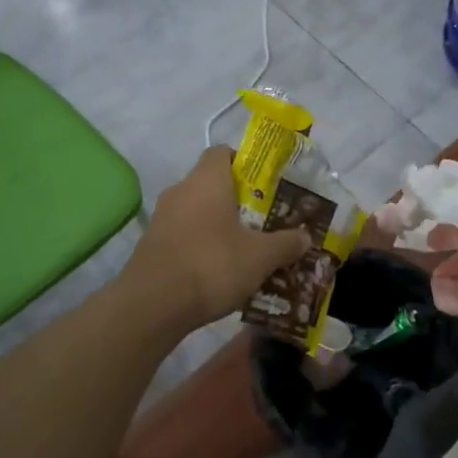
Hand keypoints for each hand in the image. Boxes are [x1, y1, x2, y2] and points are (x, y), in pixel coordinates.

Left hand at [122, 146, 310, 329]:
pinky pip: (183, 235)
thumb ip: (285, 243)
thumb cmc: (212, 265)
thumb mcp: (260, 257)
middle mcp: (180, 190)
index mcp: (207, 180)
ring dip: (218, 226)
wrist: (152, 305)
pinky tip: (217, 271)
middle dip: (237, 200)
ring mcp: (161, 218)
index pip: (222, 153)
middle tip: (262, 221)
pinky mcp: (151, 245)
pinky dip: (200, 245)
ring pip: (197, 212)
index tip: (264, 185)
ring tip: (244, 249)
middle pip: (211, 184)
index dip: (244, 163)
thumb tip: (305, 237)